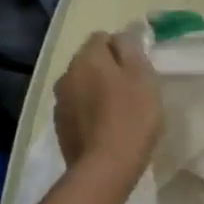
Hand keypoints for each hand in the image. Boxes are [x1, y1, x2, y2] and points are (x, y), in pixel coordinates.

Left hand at [55, 31, 162, 192]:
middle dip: (107, 69)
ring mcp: (60, 102)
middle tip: (132, 89)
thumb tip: (123, 36)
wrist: (106, 167)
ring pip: (81, 86)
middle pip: (89, 62)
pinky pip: (77, 109)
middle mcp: (67, 74)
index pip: (102, 38)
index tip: (139, 67)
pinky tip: (106, 128)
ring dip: (96, 91)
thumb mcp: (143, 77)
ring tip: (118, 111)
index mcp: (87, 58)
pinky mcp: (60, 127)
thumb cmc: (132, 117)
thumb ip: (132, 49)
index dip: (122, 49)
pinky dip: (89, 113)